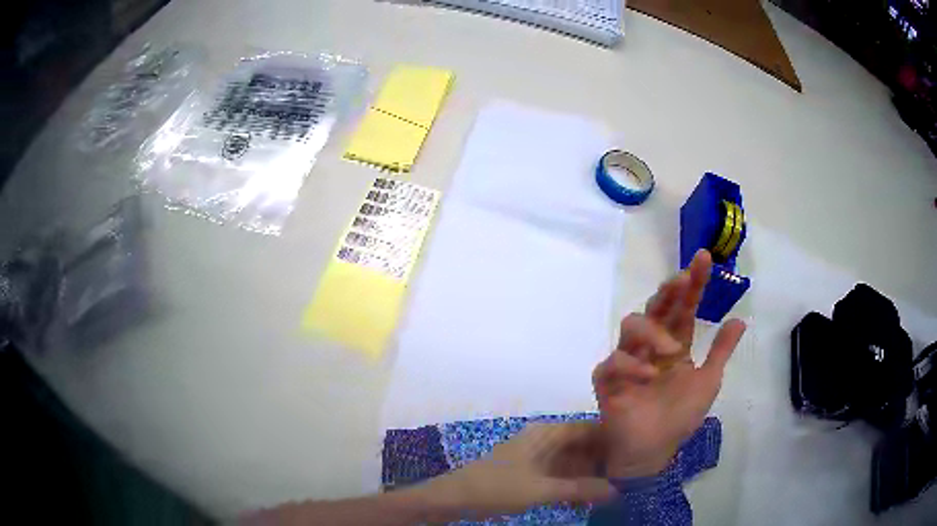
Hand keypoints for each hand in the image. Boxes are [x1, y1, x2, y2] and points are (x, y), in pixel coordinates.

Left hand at [412, 422, 615, 519]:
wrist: (457, 497)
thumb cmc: (498, 487)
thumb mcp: (541, 489)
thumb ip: (580, 489)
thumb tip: (617, 490)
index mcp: (547, 433)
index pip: (588, 427)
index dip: (612, 437)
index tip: (635, 451)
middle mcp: (545, 441)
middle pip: (583, 446)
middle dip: (603, 462)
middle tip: (627, 477)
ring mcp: (538, 458)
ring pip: (573, 463)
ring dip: (589, 476)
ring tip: (612, 491)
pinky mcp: (532, 473)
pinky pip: (561, 475)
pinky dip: (573, 486)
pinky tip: (585, 500)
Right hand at [593, 250, 745, 477]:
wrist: (652, 451)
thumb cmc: (679, 417)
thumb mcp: (708, 382)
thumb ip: (720, 352)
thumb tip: (739, 319)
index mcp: (674, 345)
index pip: (683, 308)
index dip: (693, 284)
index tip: (704, 259)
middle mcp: (651, 346)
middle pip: (655, 307)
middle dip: (668, 290)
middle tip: (683, 280)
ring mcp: (628, 361)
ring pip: (630, 325)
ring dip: (652, 330)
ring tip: (671, 349)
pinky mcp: (608, 380)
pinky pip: (613, 362)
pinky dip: (632, 365)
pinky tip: (649, 376)